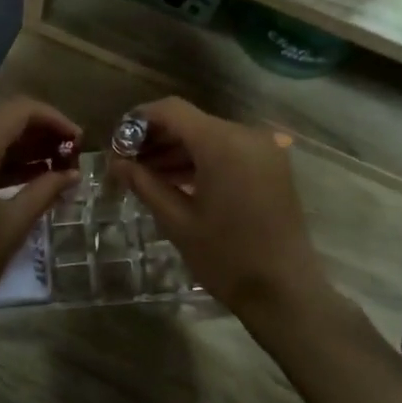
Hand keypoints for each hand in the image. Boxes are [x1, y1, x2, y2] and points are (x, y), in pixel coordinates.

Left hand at [0, 97, 80, 338]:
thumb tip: (72, 174)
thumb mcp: (11, 227)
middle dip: (39, 133)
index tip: (79, 140)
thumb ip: (44, 191)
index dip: (54, 119)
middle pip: (0, 120)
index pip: (18, 111)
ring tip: (54, 166)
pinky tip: (23, 177)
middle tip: (70, 154)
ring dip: (19, 147)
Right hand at [108, 98, 331, 321]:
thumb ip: (144, 184)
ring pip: (209, 136)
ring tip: (145, 175)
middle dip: (156, 138)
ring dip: (178, 151)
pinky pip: (228, 151)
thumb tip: (116, 163)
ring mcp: (264, 149)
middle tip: (126, 163)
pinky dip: (202, 160)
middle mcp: (246, 135)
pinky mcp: (272, 166)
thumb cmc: (226, 257)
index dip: (139, 120)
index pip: (172, 111)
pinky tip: (177, 181)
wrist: (285, 292)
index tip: (116, 142)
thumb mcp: (177, 221)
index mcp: (222, 143)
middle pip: (191, 122)